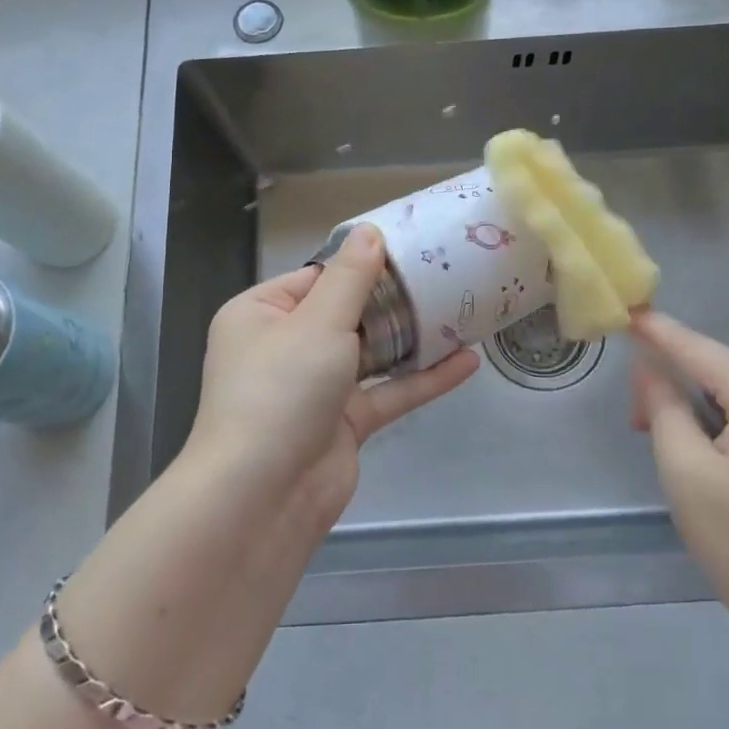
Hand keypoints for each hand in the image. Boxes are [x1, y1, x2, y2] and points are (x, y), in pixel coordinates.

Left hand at [185, 224, 479, 533]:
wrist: (263, 497)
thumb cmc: (281, 390)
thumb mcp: (318, 322)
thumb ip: (350, 277)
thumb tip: (370, 231)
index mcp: (261, 314)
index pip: (317, 277)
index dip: (362, 263)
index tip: (411, 248)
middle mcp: (284, 347)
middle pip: (347, 313)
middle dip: (393, 299)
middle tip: (445, 274)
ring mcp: (315, 388)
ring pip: (371, 353)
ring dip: (412, 337)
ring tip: (462, 310)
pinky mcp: (343, 424)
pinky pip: (387, 393)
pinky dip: (422, 379)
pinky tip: (467, 362)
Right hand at [631, 311, 728, 655]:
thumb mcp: (687, 472)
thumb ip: (664, 408)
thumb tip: (649, 368)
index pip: (697, 348)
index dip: (657, 331)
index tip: (623, 310)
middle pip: (715, 369)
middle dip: (670, 379)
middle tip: (633, 420)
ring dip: (688, 405)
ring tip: (653, 434)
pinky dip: (712, 424)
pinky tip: (692, 447)